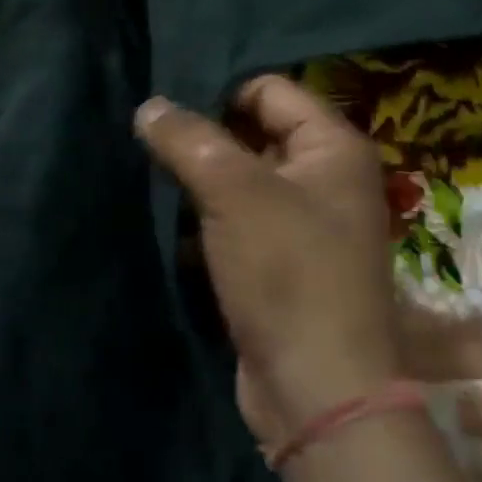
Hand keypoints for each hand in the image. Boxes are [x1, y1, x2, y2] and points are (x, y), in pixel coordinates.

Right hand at [134, 77, 401, 445]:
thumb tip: (149, 105)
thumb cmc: (286, 271)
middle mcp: (326, 178)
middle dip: (203, 137)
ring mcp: (305, 223)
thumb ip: (187, 139)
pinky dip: (206, 219)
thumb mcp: (232, 191)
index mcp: (333, 147)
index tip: (166, 107)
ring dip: (199, 180)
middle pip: (255, 132)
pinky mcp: (281, 262)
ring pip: (241, 180)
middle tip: (149, 138)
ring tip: (149, 173)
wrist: (318, 392)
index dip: (219, 91)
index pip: (269, 89)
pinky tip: (166, 219)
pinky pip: (237, 220)